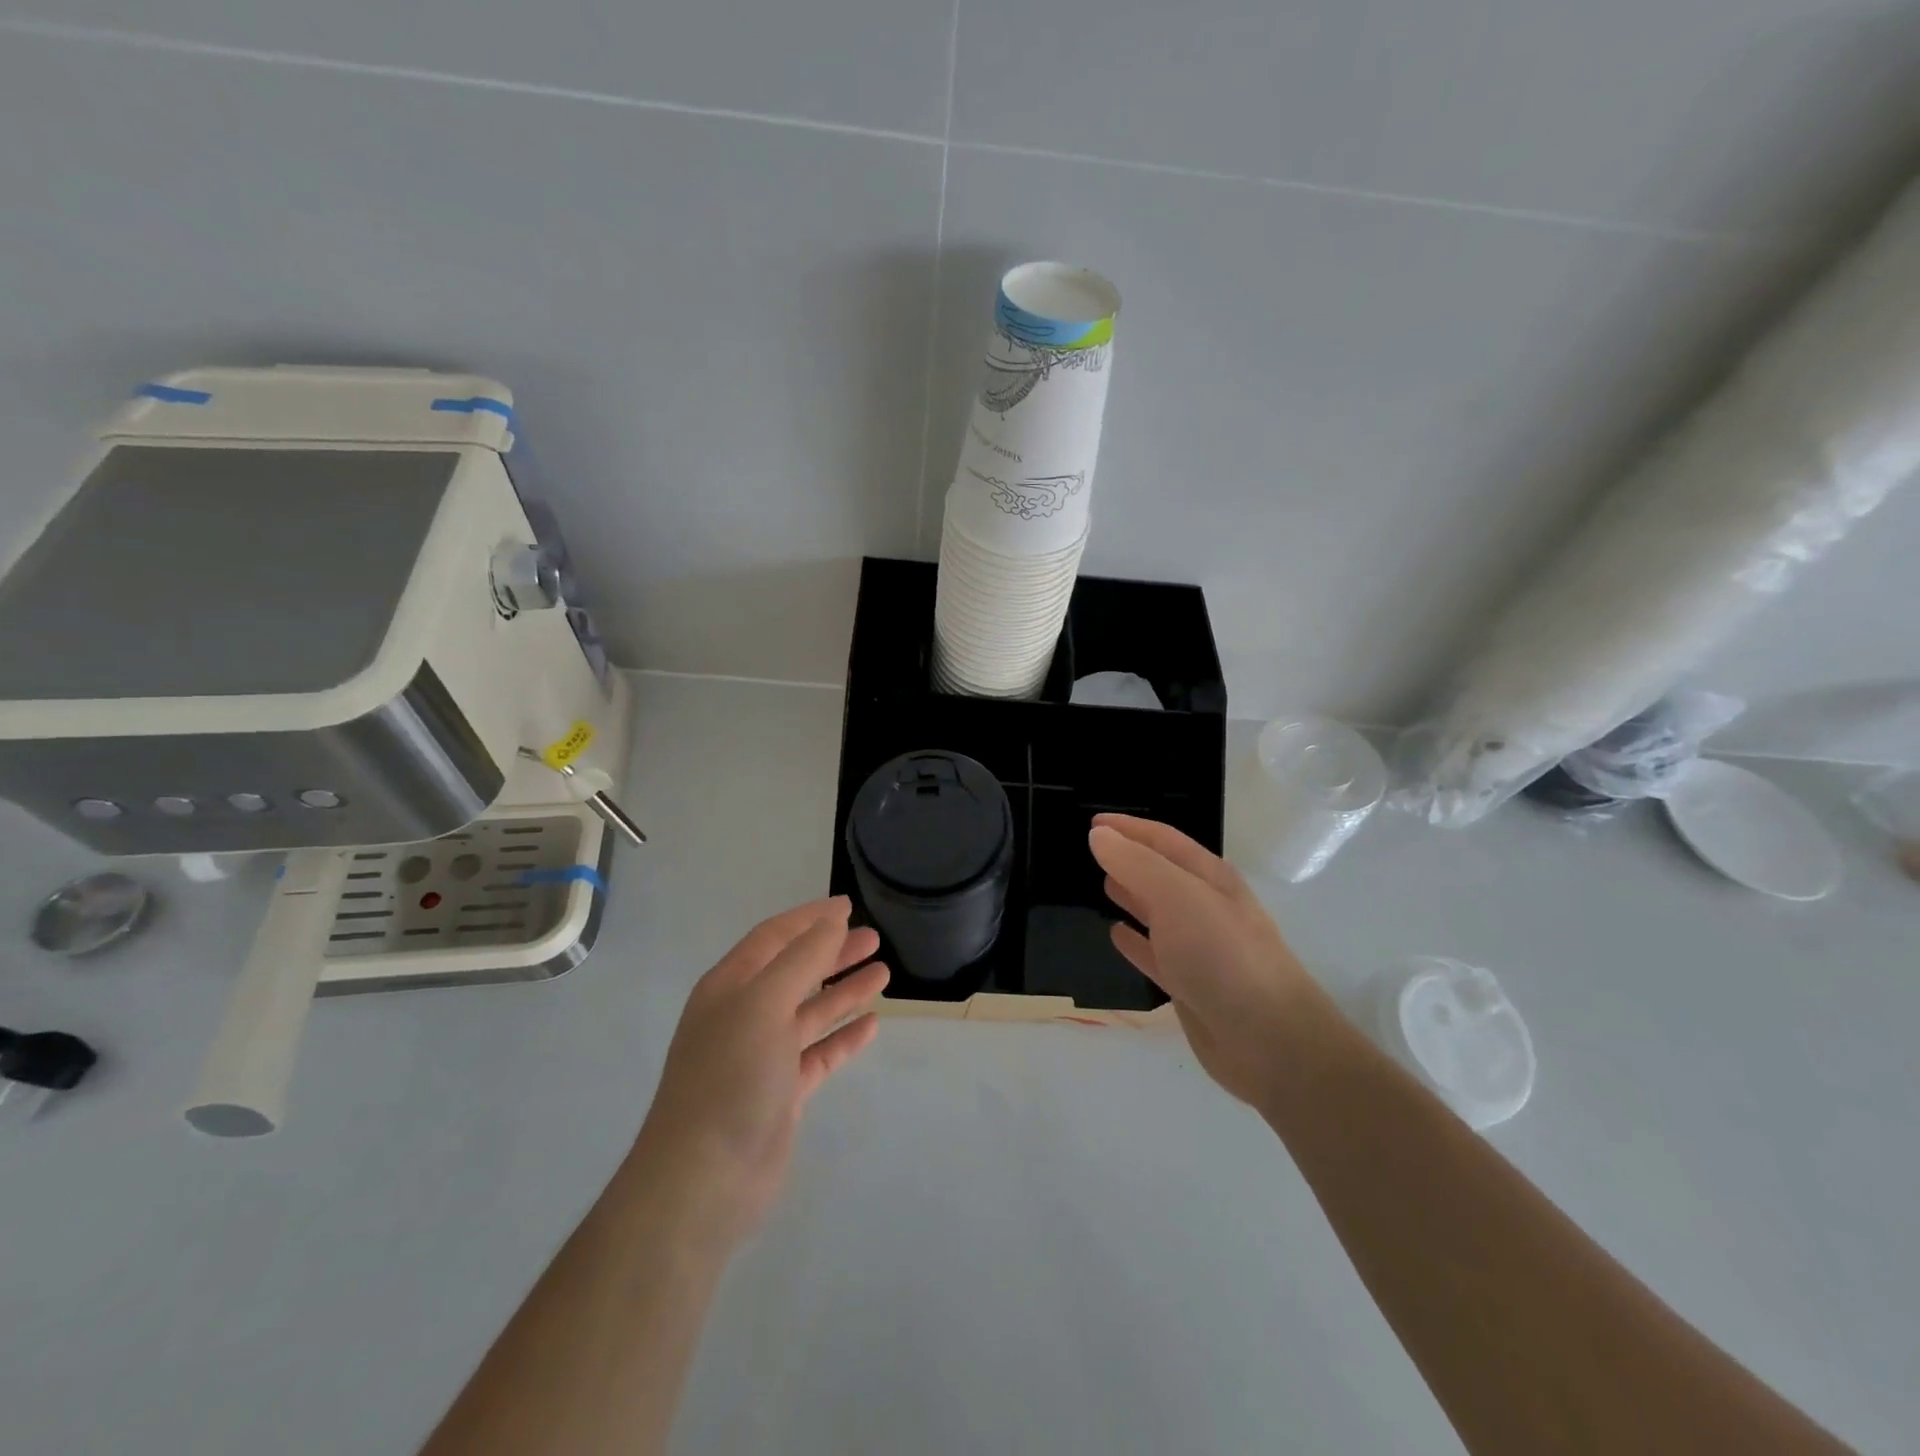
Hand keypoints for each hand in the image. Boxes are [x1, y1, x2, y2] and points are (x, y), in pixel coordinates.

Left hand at [628, 897, 888, 1248]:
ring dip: (844, 991)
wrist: (704, 1180)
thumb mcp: (764, 1004)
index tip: (847, 906)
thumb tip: (831, 922)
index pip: (774, 937)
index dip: (810, 918)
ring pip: (811, 1012)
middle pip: (796, 971)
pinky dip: (844, 1038)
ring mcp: (763, 1056)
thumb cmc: (730, 1077)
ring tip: (883, 971)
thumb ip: (801, 960)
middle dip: (833, 952)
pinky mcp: (782, 1093)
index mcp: (730, 987)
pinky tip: (872, 1025)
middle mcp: (744, 1016)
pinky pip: (819, 1054)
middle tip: (873, 938)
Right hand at [1090, 814, 1323, 1108]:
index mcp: (1209, 877)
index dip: (1128, 828)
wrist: (1268, 1039)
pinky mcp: (1190, 985)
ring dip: (1131, 895)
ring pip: (1157, 912)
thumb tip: (1099, 835)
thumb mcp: (1176, 896)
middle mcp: (1205, 907)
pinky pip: (1155, 955)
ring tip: (1101, 884)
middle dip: (1129, 858)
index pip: (1163, 840)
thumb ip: (1135, 864)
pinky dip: (1134, 942)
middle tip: (1092, 849)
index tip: (1092, 821)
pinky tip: (1115, 934)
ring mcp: (1199, 948)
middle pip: (1161, 873)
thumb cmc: (1222, 954)